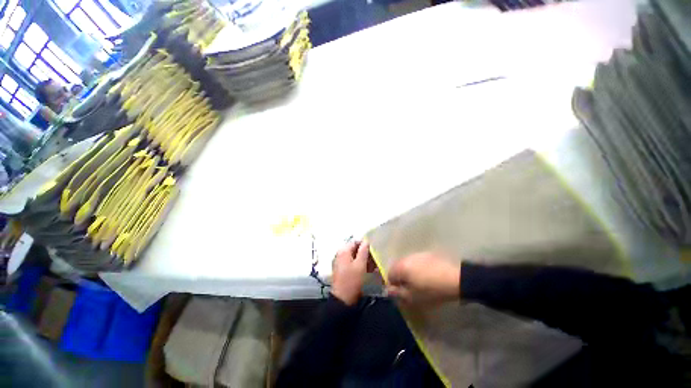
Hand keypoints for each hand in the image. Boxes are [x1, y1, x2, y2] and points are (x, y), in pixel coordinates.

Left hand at [331, 241, 370, 305]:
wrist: (342, 299)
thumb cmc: (352, 280)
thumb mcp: (360, 265)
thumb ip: (363, 251)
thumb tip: (366, 241)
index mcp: (343, 251)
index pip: (355, 242)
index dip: (365, 245)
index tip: (374, 251)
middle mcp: (340, 254)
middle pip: (354, 249)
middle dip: (365, 253)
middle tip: (375, 260)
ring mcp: (340, 262)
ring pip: (354, 257)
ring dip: (363, 260)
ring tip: (373, 266)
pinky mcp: (342, 270)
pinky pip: (352, 263)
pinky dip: (359, 265)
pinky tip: (367, 270)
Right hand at [386, 252, 460, 304]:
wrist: (455, 279)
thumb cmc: (431, 290)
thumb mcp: (413, 297)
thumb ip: (398, 294)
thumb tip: (388, 290)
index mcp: (401, 267)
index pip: (389, 274)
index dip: (393, 285)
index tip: (401, 293)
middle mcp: (406, 257)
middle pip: (397, 267)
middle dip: (401, 278)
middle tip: (409, 289)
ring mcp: (417, 254)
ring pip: (407, 264)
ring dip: (409, 272)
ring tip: (419, 282)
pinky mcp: (427, 254)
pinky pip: (417, 262)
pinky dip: (418, 268)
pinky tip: (428, 276)